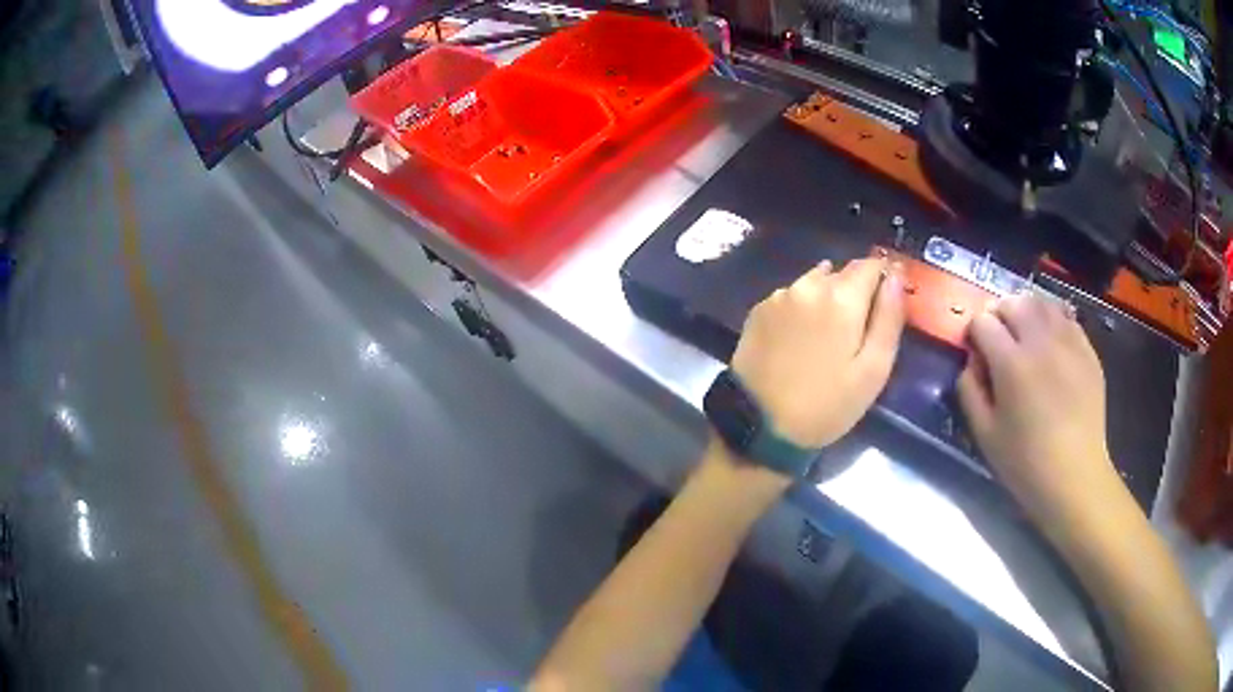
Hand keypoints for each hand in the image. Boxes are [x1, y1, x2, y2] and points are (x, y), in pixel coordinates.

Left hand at [730, 258, 905, 450]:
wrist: (759, 427)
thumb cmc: (826, 405)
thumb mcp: (873, 370)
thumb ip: (889, 318)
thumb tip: (896, 276)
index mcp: (841, 297)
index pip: (870, 265)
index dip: (882, 278)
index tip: (885, 303)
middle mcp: (808, 285)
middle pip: (841, 272)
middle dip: (855, 292)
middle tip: (857, 331)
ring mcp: (778, 296)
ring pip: (814, 283)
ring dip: (826, 298)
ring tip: (827, 336)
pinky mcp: (757, 311)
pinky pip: (790, 298)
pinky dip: (801, 309)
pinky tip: (800, 340)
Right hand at [957, 296, 1119, 522]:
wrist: (1075, 476)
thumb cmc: (1025, 462)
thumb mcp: (984, 434)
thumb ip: (970, 391)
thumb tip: (971, 361)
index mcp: (1011, 364)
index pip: (983, 322)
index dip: (973, 332)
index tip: (974, 349)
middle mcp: (1040, 342)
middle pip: (1013, 302)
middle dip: (998, 313)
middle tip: (997, 336)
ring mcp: (1068, 342)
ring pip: (1041, 303)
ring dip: (1026, 311)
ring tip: (1023, 332)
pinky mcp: (1087, 350)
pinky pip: (1066, 318)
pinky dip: (1052, 320)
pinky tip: (1049, 341)